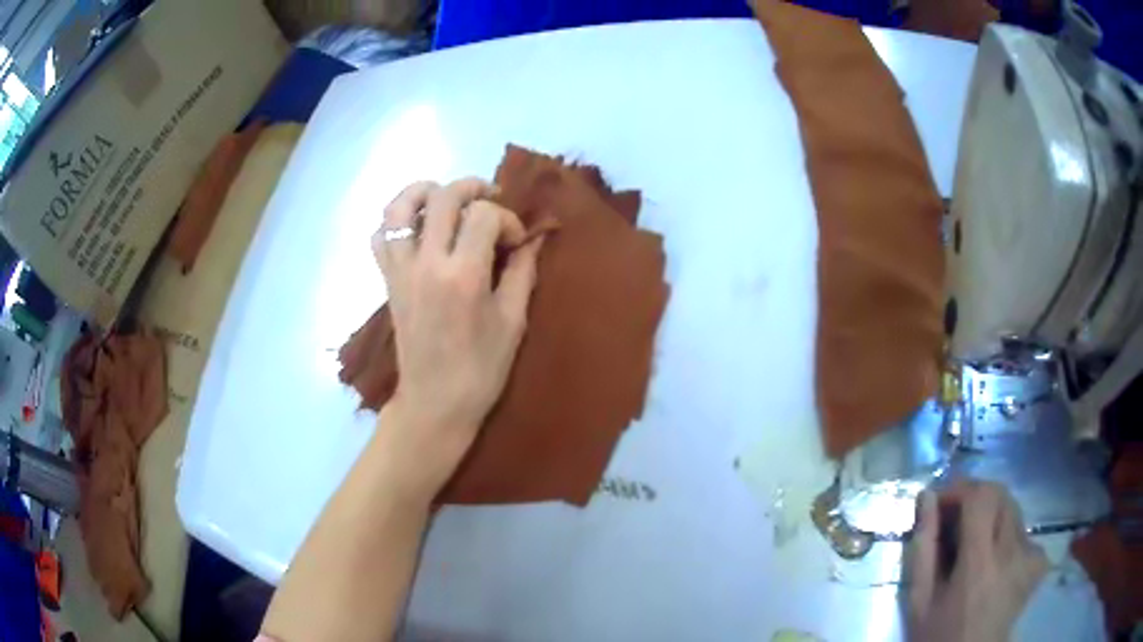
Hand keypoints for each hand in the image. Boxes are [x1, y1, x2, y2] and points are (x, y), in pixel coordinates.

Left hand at [371, 178, 542, 494]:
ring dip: (424, 191)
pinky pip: (381, 236)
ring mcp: (400, 270)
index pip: (483, 215)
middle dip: (472, 188)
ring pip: (399, 207)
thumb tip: (534, 238)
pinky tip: (419, 230)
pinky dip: (397, 222)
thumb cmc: (481, 369)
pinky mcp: (388, 281)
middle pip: (443, 196)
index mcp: (462, 274)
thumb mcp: (513, 321)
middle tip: (490, 201)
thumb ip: (522, 271)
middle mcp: (426, 263)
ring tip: (446, 199)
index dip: (507, 219)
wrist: (435, 403)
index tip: (518, 241)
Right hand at [906, 480, 1048, 641]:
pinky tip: (996, 560)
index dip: (960, 488)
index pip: (981, 496)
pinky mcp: (1039, 562)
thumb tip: (927, 497)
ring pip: (1013, 510)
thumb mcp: (920, 600)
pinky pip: (1024, 532)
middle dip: (975, 497)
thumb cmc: (939, 635)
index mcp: (979, 564)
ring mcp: (1031, 556)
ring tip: (973, 545)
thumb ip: (924, 548)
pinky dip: (1007, 535)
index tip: (940, 501)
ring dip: (991, 516)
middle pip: (1001, 494)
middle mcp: (1013, 552)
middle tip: (955, 519)